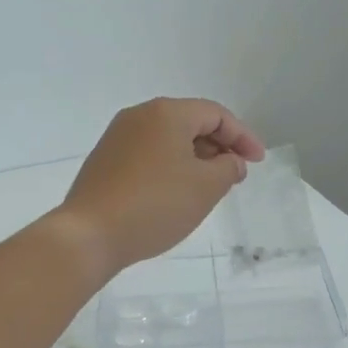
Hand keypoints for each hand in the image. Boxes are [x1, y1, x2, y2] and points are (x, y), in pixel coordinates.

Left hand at [53, 98, 265, 278]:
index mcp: (166, 112)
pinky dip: (170, 166)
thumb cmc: (155, 205)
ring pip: (168, 139)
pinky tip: (175, 192)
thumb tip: (230, 161)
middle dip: (218, 146)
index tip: (258, 161)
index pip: (216, 114)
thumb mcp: (205, 187)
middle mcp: (139, 115)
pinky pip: (148, 154)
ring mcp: (117, 137)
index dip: (242, 136)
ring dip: (194, 158)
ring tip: (209, 186)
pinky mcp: (104, 160)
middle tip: (235, 174)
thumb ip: (228, 168)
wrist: (89, 234)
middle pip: (190, 122)